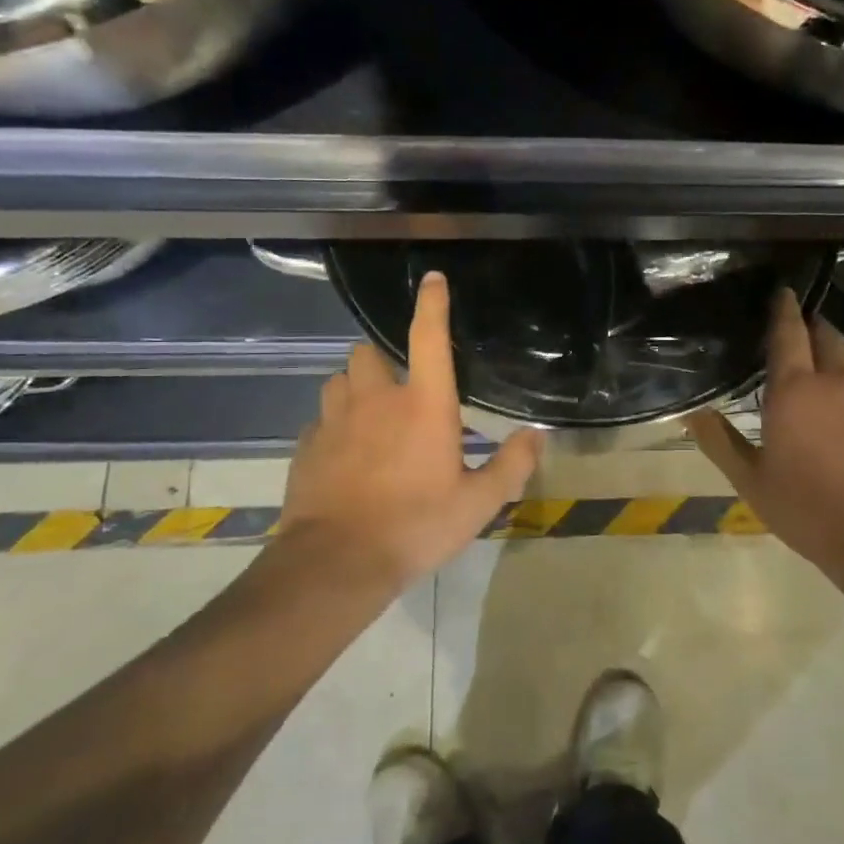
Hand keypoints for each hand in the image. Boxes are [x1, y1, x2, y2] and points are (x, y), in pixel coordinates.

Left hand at [265, 271, 543, 595]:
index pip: (428, 338)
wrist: (336, 563)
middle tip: (399, 388)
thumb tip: (537, 436)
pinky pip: (320, 419)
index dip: (432, 304)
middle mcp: (376, 400)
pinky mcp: (307, 446)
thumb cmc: (415, 526)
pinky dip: (334, 425)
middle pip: (368, 352)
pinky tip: (345, 452)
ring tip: (370, 415)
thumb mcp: (477, 504)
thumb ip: (511, 465)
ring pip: (339, 380)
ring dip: (355, 387)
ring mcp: (335, 421)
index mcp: (423, 405)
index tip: (432, 279)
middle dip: (382, 360)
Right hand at [688, 289, 843, 596]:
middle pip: (826, 334)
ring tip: (833, 351)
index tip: (783, 292)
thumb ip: (720, 442)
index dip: (784, 309)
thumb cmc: (807, 509)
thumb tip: (692, 412)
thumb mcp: (751, 481)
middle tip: (801, 325)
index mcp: (794, 391)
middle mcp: (835, 381)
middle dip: (813, 324)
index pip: (789, 334)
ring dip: (843, 342)